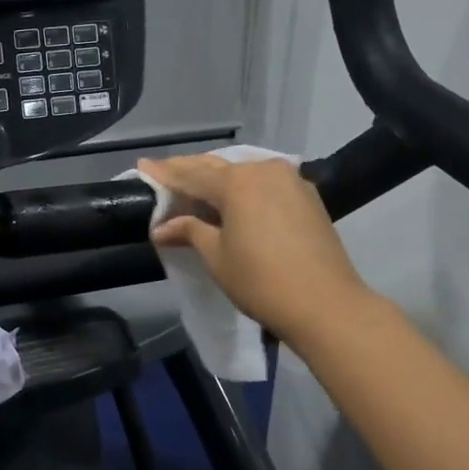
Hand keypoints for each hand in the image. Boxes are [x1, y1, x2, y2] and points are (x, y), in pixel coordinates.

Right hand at [140, 155, 373, 351]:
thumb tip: (162, 227)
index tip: (143, 166)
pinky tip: (233, 199)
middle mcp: (264, 170)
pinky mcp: (307, 196)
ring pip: (244, 172)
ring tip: (196, 188)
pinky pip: (265, 183)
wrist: (325, 304)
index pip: (191, 174)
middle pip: (218, 167)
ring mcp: (291, 180)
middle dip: (190, 171)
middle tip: (164, 175)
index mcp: (238, 182)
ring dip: (218, 179)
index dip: (165, 172)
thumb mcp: (217, 256)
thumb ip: (189, 231)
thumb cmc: (261, 281)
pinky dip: (244, 188)